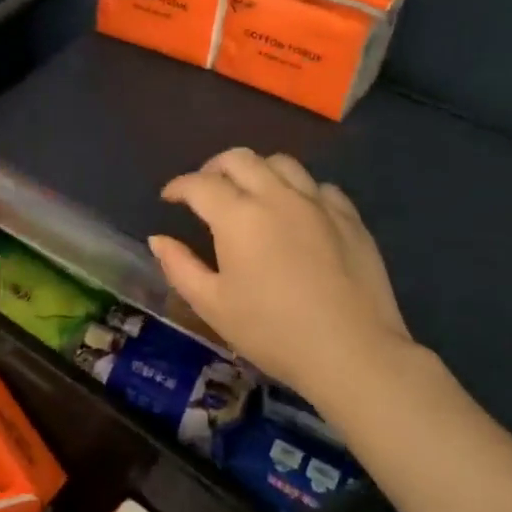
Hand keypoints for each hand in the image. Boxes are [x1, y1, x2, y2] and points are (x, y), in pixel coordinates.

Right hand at [148, 148, 414, 421]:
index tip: (169, 198)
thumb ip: (179, 267)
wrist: (352, 352)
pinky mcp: (350, 218)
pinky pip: (319, 187)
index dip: (178, 186)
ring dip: (257, 171)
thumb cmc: (272, 331)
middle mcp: (277, 196)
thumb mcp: (212, 305)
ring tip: (250, 194)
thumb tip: (159, 239)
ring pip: (282, 163)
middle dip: (213, 168)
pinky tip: (296, 213)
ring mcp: (318, 204)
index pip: (199, 184)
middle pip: (240, 159)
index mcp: (238, 216)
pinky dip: (298, 190)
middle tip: (205, 191)